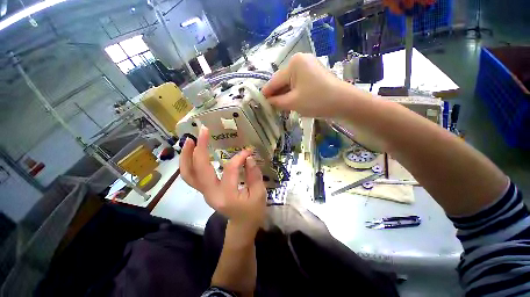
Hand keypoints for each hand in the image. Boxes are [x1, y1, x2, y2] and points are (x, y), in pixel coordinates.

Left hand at [180, 127, 266, 230]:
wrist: (241, 225)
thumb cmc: (253, 211)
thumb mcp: (259, 193)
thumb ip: (254, 174)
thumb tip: (248, 157)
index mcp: (227, 196)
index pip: (230, 170)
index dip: (239, 157)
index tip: (248, 151)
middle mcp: (210, 194)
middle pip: (199, 169)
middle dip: (200, 148)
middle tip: (203, 131)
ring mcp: (204, 193)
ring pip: (188, 174)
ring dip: (187, 155)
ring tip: (190, 140)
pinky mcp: (204, 191)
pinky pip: (190, 177)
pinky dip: (188, 164)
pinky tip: (191, 153)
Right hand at [261, 53, 345, 117]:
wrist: (344, 103)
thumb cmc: (316, 101)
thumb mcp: (292, 102)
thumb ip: (276, 101)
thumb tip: (267, 101)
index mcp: (294, 64)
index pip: (274, 81)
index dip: (266, 93)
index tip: (258, 102)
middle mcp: (300, 61)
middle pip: (282, 81)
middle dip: (276, 95)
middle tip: (269, 108)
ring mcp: (308, 67)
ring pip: (290, 84)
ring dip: (284, 96)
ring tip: (278, 108)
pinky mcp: (313, 75)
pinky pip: (298, 85)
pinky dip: (293, 94)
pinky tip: (289, 103)